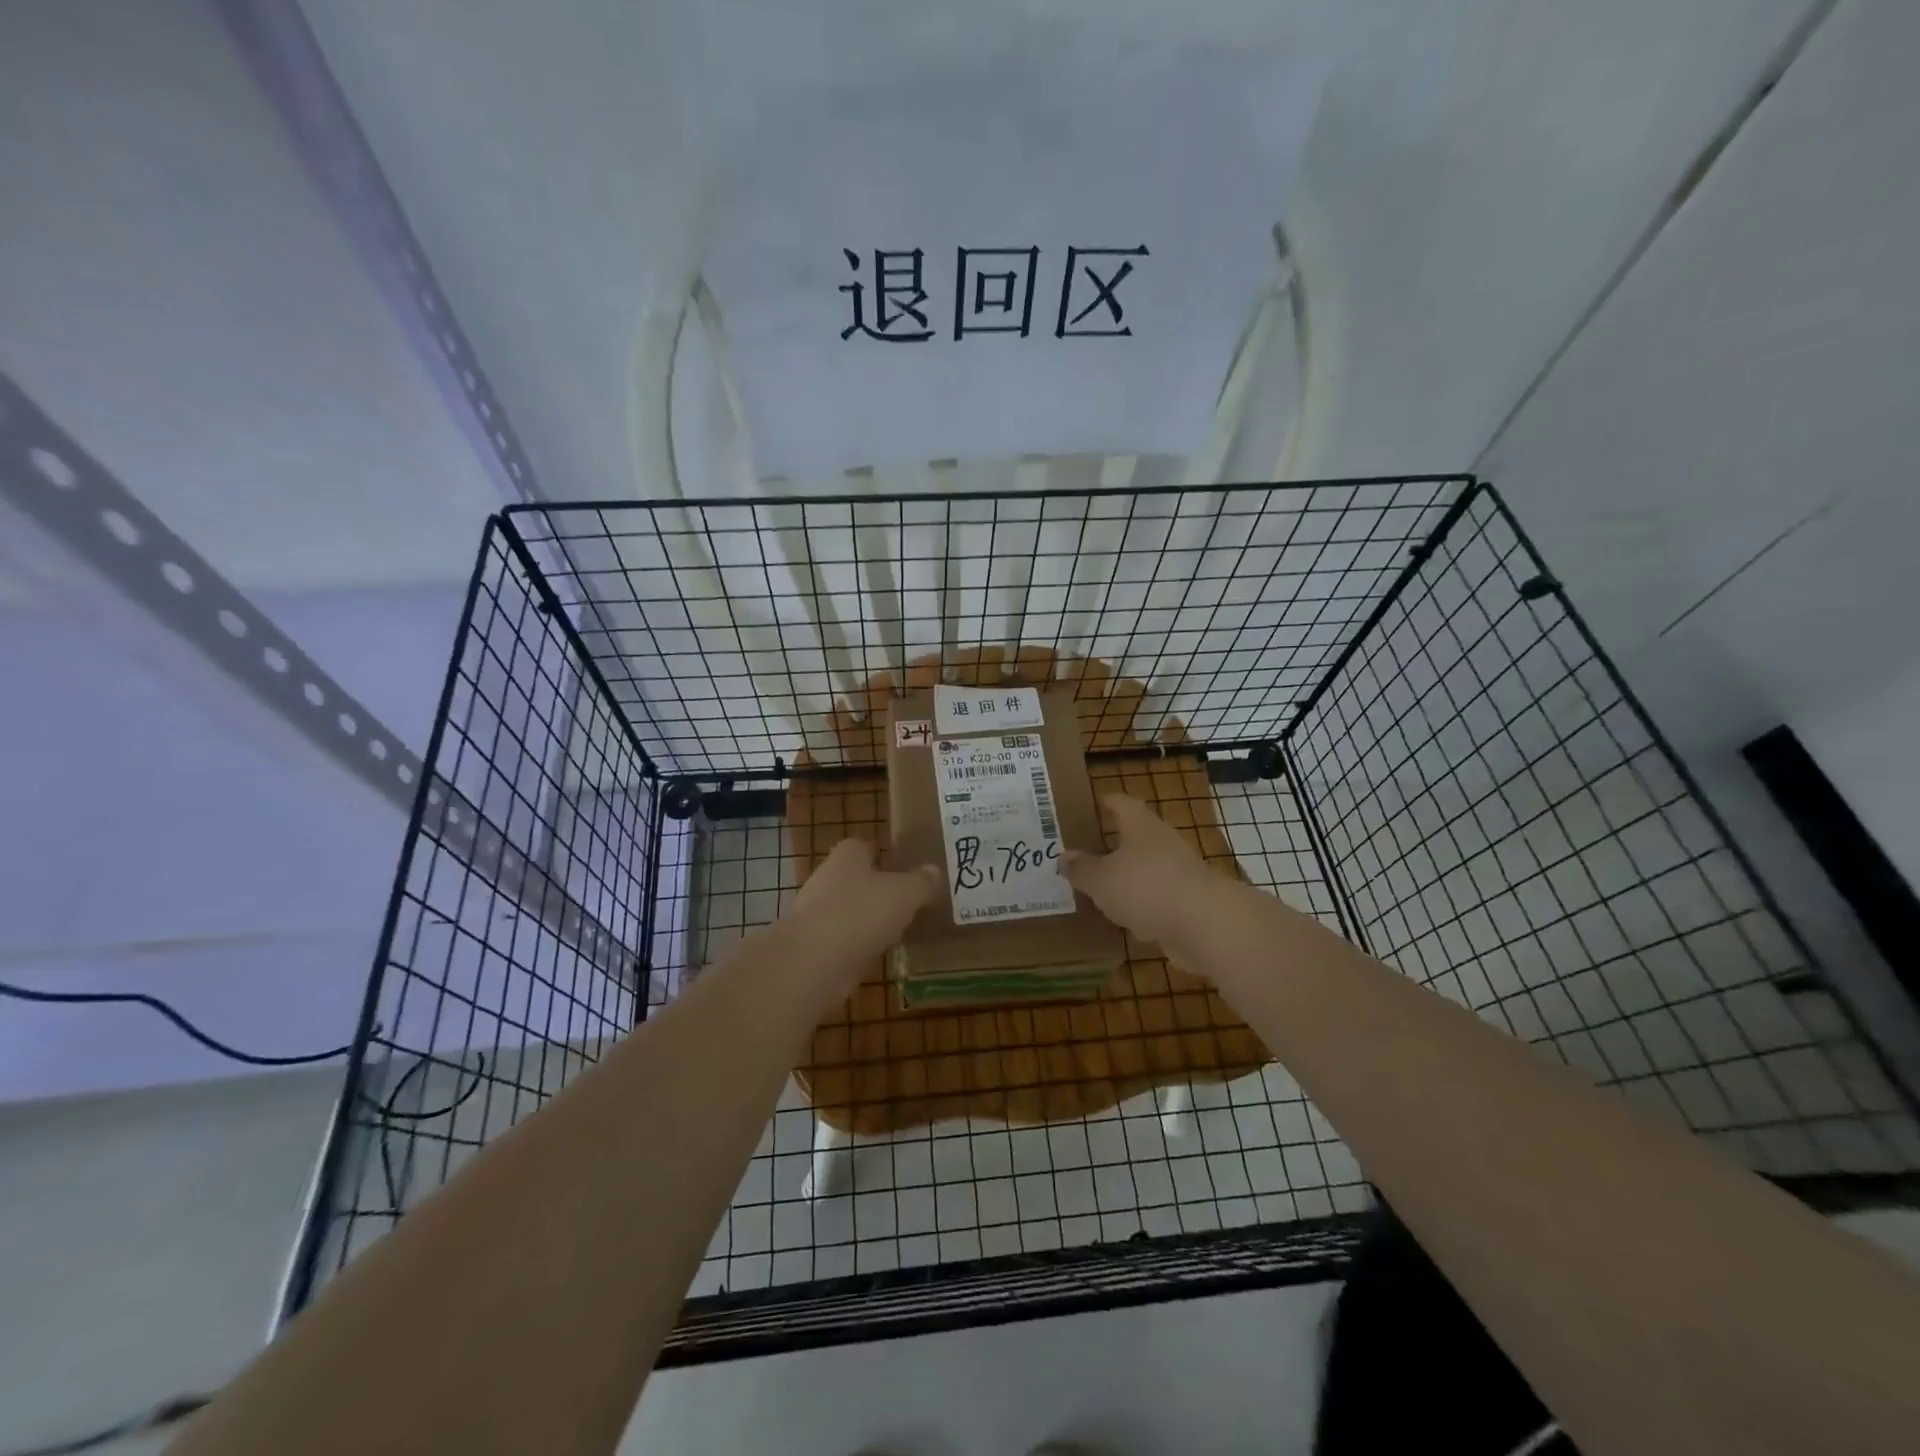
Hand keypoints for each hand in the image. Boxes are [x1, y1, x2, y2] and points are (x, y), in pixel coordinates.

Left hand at [788, 839, 939, 963]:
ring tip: (894, 930)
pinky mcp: (811, 946)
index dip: (879, 853)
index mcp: (846, 857)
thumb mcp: (904, 893)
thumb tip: (933, 870)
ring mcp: (814, 914)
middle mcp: (826, 879)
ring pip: (845, 910)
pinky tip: (875, 955)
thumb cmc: (862, 912)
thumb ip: (920, 882)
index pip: (861, 846)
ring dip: (864, 919)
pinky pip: (840, 940)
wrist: (814, 961)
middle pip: (852, 878)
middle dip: (873, 888)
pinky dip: (855, 946)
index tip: (899, 865)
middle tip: (902, 900)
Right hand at [1062, 794, 1227, 955]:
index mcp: (1139, 825)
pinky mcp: (1187, 903)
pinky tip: (1122, 923)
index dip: (1104, 802)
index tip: (1088, 805)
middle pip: (1133, 838)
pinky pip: (1156, 900)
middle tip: (1082, 855)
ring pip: (1144, 871)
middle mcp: (1161, 842)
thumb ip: (1081, 869)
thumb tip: (1065, 857)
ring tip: (1096, 891)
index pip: (1120, 803)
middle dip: (1110, 846)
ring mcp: (1178, 873)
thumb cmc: (1145, 887)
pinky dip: (1140, 908)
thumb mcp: (1100, 879)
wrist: (1205, 924)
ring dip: (1125, 880)